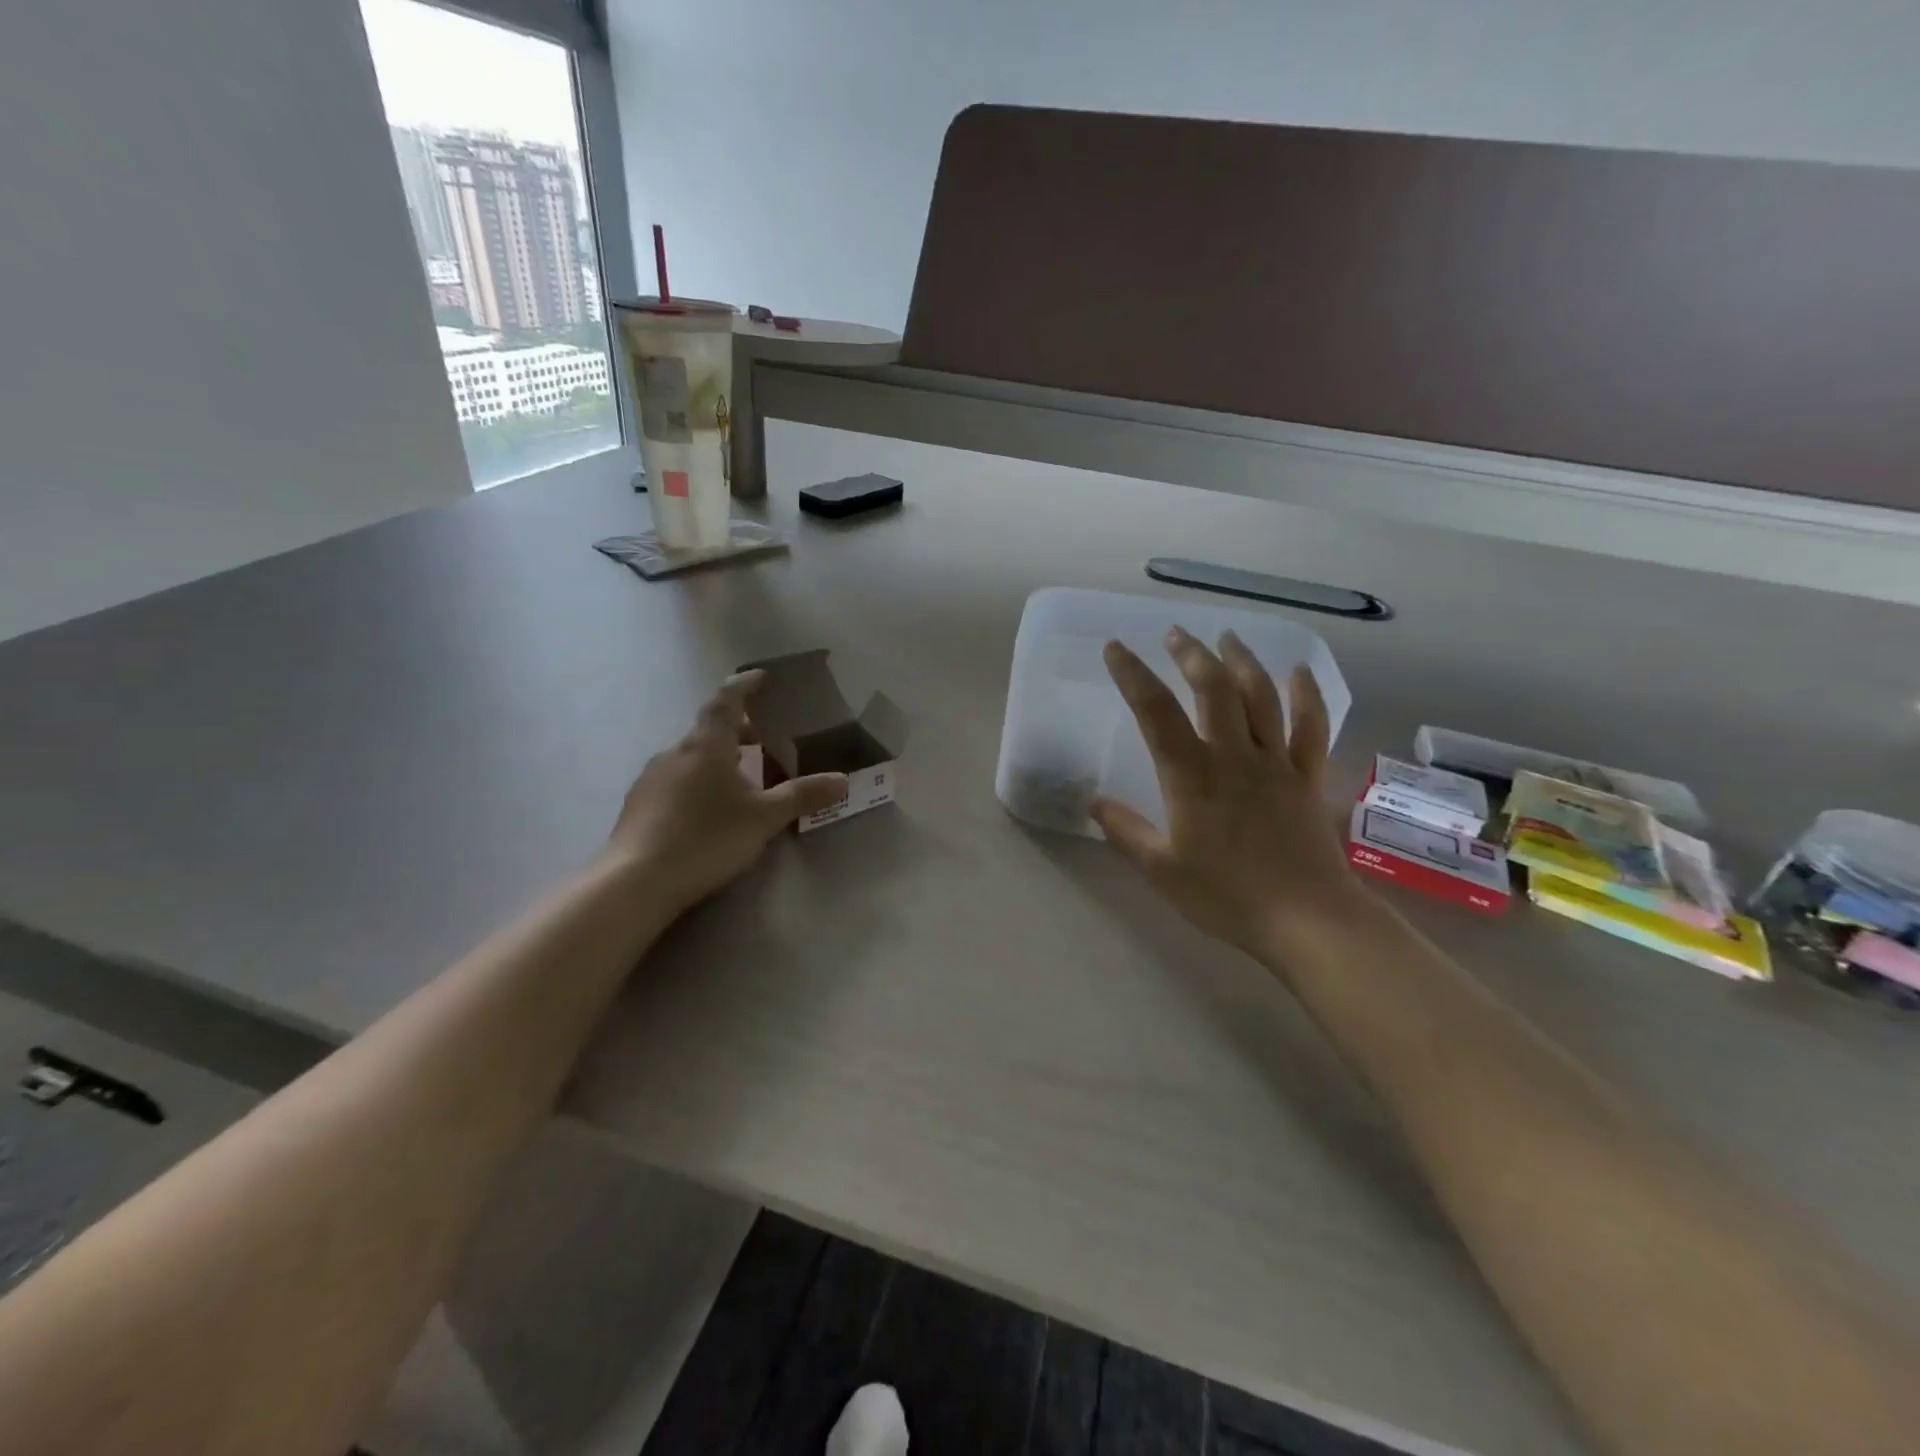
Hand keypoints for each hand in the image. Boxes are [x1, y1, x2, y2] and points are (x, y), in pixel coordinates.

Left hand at [605, 672, 847, 914]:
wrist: (637, 880)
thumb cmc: (707, 838)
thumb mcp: (764, 818)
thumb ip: (802, 795)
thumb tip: (842, 780)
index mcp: (707, 745)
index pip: (726, 701)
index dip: (744, 685)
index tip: (761, 677)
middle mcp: (676, 752)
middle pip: (710, 730)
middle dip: (738, 730)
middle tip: (763, 740)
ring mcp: (651, 778)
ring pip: (691, 757)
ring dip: (717, 759)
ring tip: (740, 780)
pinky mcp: (638, 804)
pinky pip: (676, 780)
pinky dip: (698, 781)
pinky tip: (708, 810)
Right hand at [1091, 627, 1369, 966]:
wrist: (1307, 921)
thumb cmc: (1227, 896)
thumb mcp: (1162, 870)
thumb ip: (1126, 831)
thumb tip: (1094, 802)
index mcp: (1192, 776)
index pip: (1155, 712)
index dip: (1132, 675)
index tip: (1115, 648)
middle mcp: (1234, 756)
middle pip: (1213, 689)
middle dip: (1191, 654)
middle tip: (1175, 633)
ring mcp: (1276, 763)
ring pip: (1261, 696)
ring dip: (1242, 660)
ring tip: (1226, 636)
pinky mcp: (1308, 777)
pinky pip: (1311, 726)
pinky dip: (1305, 693)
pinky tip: (1296, 671)